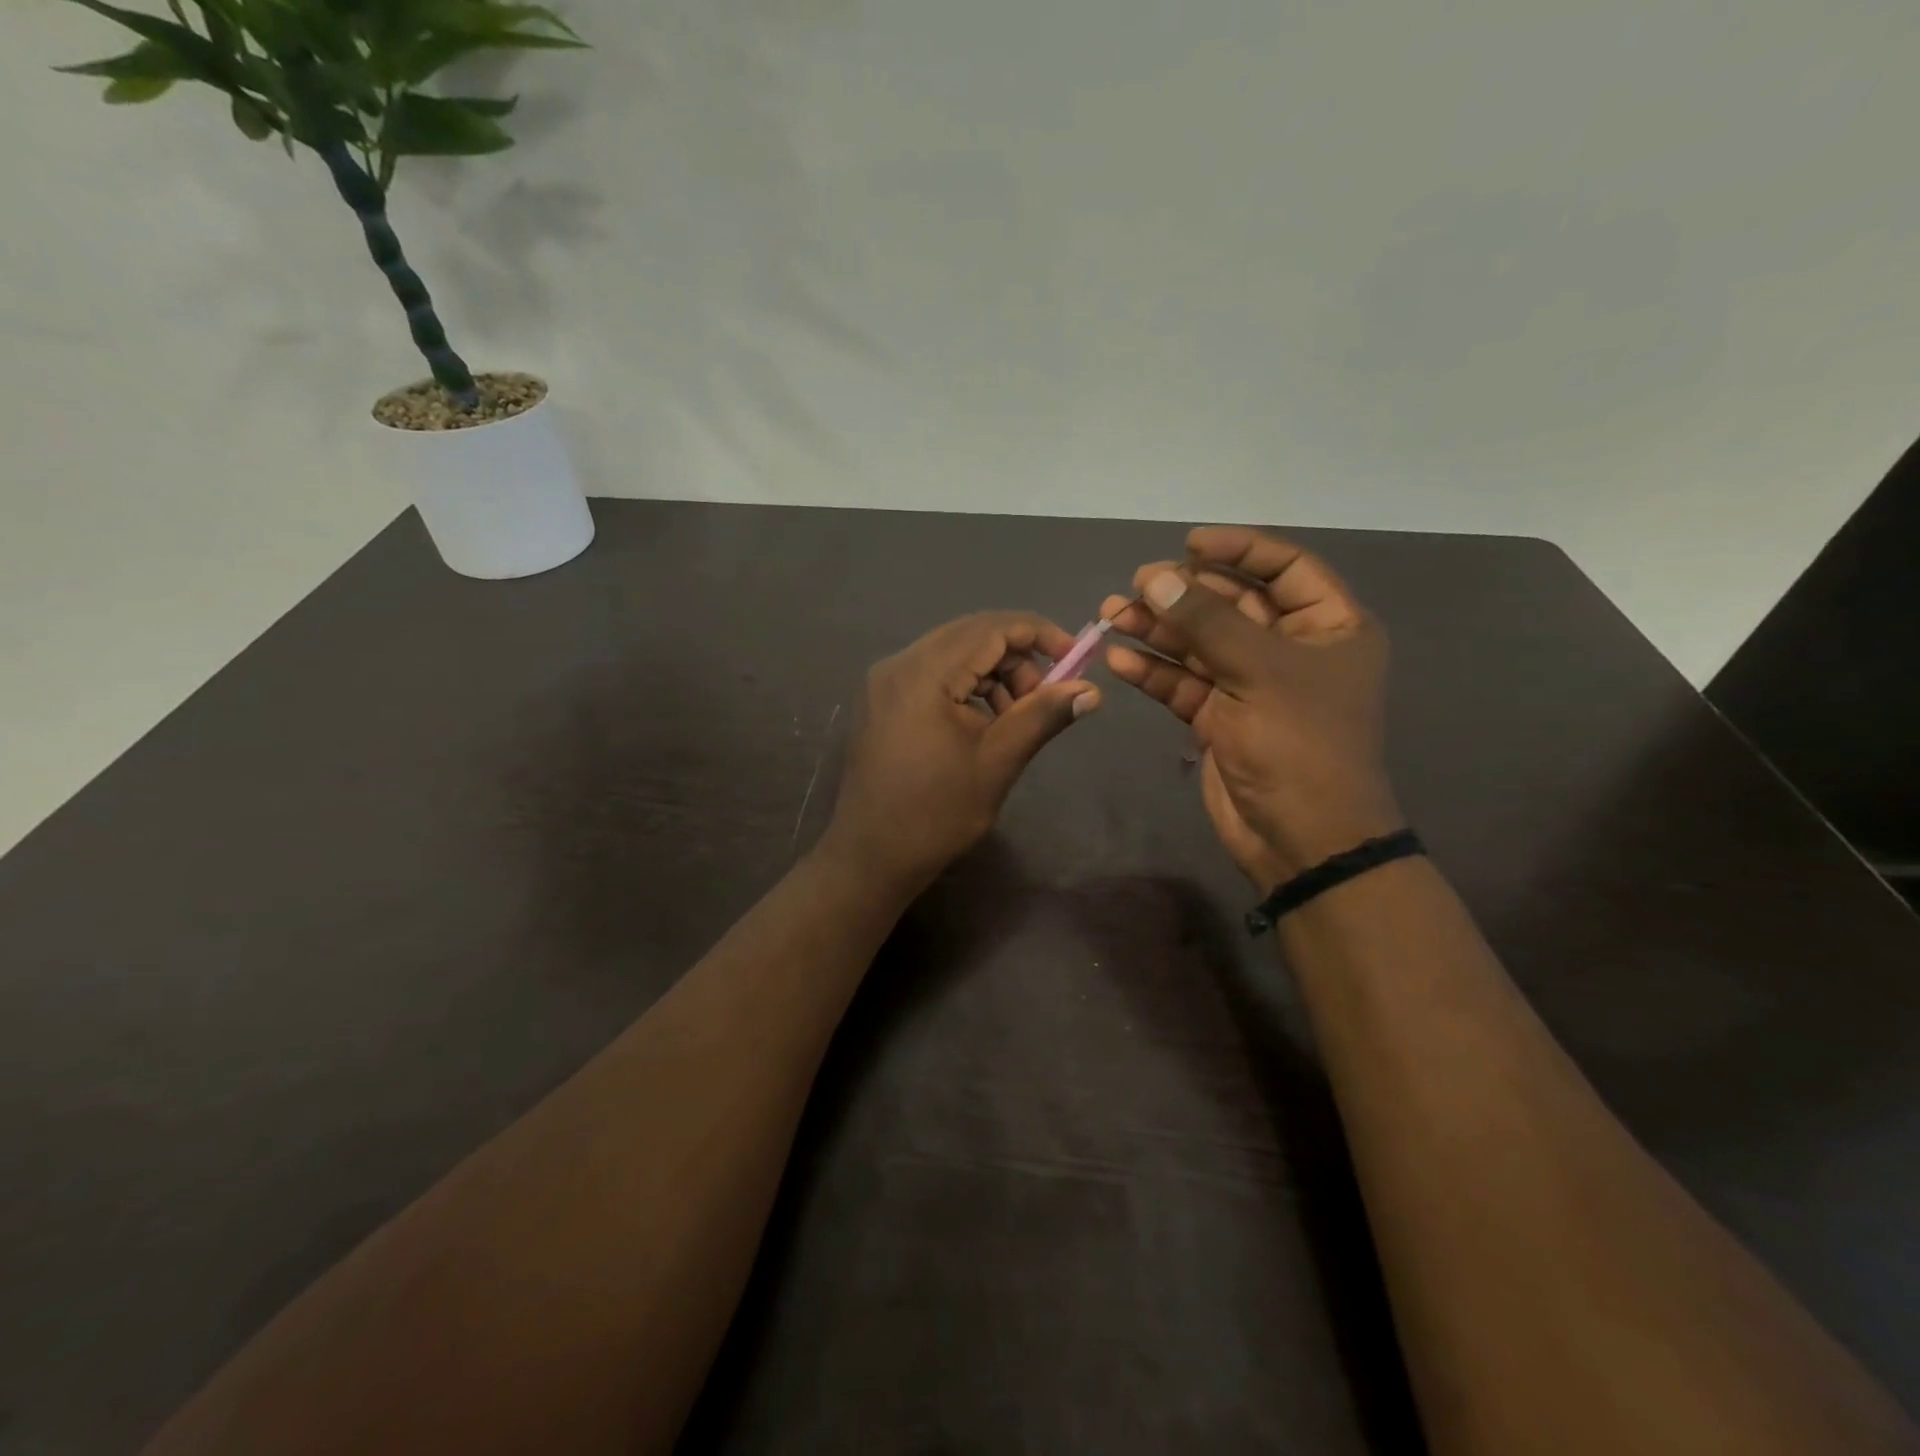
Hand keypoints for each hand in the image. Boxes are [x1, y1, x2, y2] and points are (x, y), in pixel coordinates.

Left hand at [825, 611, 1101, 888]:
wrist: (871, 856)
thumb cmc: (937, 813)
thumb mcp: (998, 761)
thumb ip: (1043, 715)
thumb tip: (1092, 691)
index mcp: (924, 673)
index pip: (991, 628)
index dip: (1039, 634)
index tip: (1076, 658)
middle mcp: (898, 664)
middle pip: (970, 636)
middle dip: (1017, 658)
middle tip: (1046, 697)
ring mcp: (885, 682)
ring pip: (953, 655)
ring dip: (993, 674)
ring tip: (1016, 718)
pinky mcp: (882, 701)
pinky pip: (933, 675)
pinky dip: (966, 687)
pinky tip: (985, 723)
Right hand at [1102, 526, 1401, 887]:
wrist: (1300, 837)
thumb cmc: (1299, 744)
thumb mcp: (1258, 672)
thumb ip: (1205, 621)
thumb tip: (1156, 577)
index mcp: (1329, 627)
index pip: (1285, 568)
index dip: (1238, 549)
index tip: (1187, 543)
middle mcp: (1291, 650)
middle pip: (1232, 605)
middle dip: (1183, 593)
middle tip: (1135, 585)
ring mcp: (1252, 685)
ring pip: (1199, 644)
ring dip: (1157, 630)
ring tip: (1110, 615)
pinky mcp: (1219, 718)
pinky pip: (1183, 683)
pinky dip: (1153, 671)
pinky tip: (1119, 659)